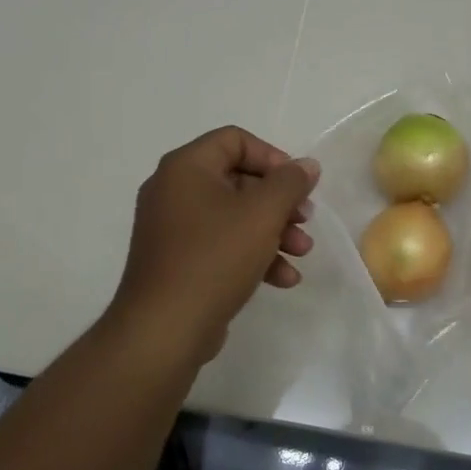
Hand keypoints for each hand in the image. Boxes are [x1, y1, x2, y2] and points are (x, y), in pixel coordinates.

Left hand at [109, 126, 318, 366]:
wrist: (164, 329)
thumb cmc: (214, 258)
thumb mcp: (262, 214)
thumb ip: (290, 183)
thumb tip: (306, 165)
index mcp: (185, 167)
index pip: (235, 140)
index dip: (273, 157)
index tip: (298, 184)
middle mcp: (173, 190)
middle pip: (239, 180)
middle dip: (279, 202)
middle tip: (305, 220)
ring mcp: (173, 228)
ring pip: (234, 216)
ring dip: (273, 231)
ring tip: (301, 253)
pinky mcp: (178, 261)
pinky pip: (221, 245)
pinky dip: (253, 254)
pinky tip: (283, 278)